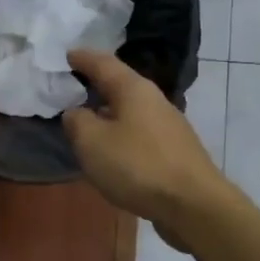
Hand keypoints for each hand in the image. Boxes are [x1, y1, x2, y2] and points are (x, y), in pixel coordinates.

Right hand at [64, 50, 227, 240]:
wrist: (194, 206)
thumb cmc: (137, 166)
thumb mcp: (92, 142)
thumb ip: (77, 121)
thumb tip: (76, 112)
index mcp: (133, 89)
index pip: (103, 62)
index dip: (82, 58)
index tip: (65, 54)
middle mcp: (154, 100)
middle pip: (120, 85)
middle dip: (95, 85)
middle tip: (71, 87)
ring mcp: (168, 126)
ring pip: (130, 111)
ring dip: (108, 113)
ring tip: (87, 121)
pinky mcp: (174, 151)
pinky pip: (139, 133)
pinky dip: (121, 134)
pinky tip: (112, 150)